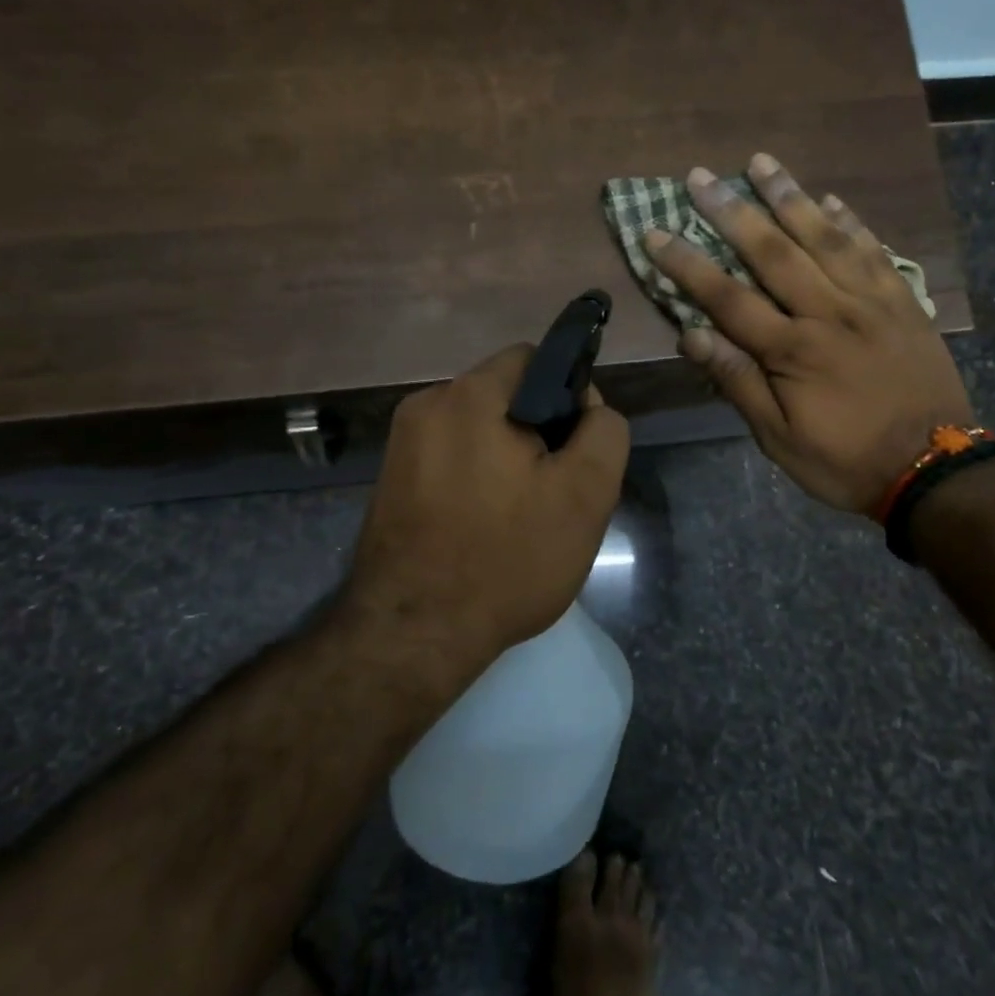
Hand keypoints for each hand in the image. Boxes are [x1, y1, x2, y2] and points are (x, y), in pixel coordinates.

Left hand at [343, 344, 629, 659]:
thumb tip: (588, 407)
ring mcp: (401, 445)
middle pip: (505, 395)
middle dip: (539, 431)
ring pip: (478, 429)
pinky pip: (451, 458)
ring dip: (508, 457)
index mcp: (469, 396)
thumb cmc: (507, 560)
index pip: (534, 359)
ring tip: (522, 515)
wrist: (413, 636)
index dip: (569, 395)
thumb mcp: (586, 495)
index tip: (577, 448)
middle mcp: (426, 406)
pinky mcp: (390, 480)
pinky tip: (485, 526)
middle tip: (555, 491)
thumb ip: (604, 432)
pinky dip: (476, 478)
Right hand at [645, 153, 973, 513]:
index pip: (727, 297)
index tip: (655, 233)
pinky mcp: (903, 302)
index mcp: (792, 350)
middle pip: (773, 252)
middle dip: (732, 211)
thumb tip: (690, 335)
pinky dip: (851, 222)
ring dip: (790, 197)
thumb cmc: (845, 460)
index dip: (687, 264)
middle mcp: (829, 312)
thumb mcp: (779, 438)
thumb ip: (737, 382)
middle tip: (701, 175)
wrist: (933, 469)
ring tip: (762, 162)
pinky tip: (831, 199)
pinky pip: (874, 251)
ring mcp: (871, 302)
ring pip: (825, 237)